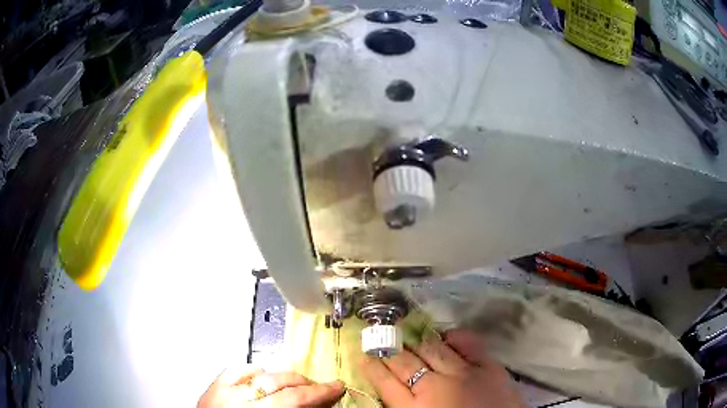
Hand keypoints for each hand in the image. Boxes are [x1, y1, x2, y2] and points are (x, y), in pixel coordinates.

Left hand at [198, 365, 343, 407]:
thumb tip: (317, 405)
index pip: (295, 399)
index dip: (320, 393)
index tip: (337, 387)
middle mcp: (240, 402)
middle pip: (281, 384)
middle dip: (306, 384)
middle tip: (320, 387)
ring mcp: (224, 392)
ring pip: (262, 374)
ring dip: (284, 377)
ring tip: (296, 383)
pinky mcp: (213, 386)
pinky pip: (237, 369)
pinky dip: (254, 370)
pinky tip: (263, 375)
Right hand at [359, 329, 524, 407]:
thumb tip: (393, 395)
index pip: (385, 383)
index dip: (372, 367)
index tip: (363, 355)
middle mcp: (435, 388)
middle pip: (405, 363)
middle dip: (389, 350)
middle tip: (379, 338)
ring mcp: (464, 374)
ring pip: (433, 350)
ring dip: (417, 343)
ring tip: (407, 336)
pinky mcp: (489, 367)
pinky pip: (469, 344)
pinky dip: (456, 338)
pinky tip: (447, 336)